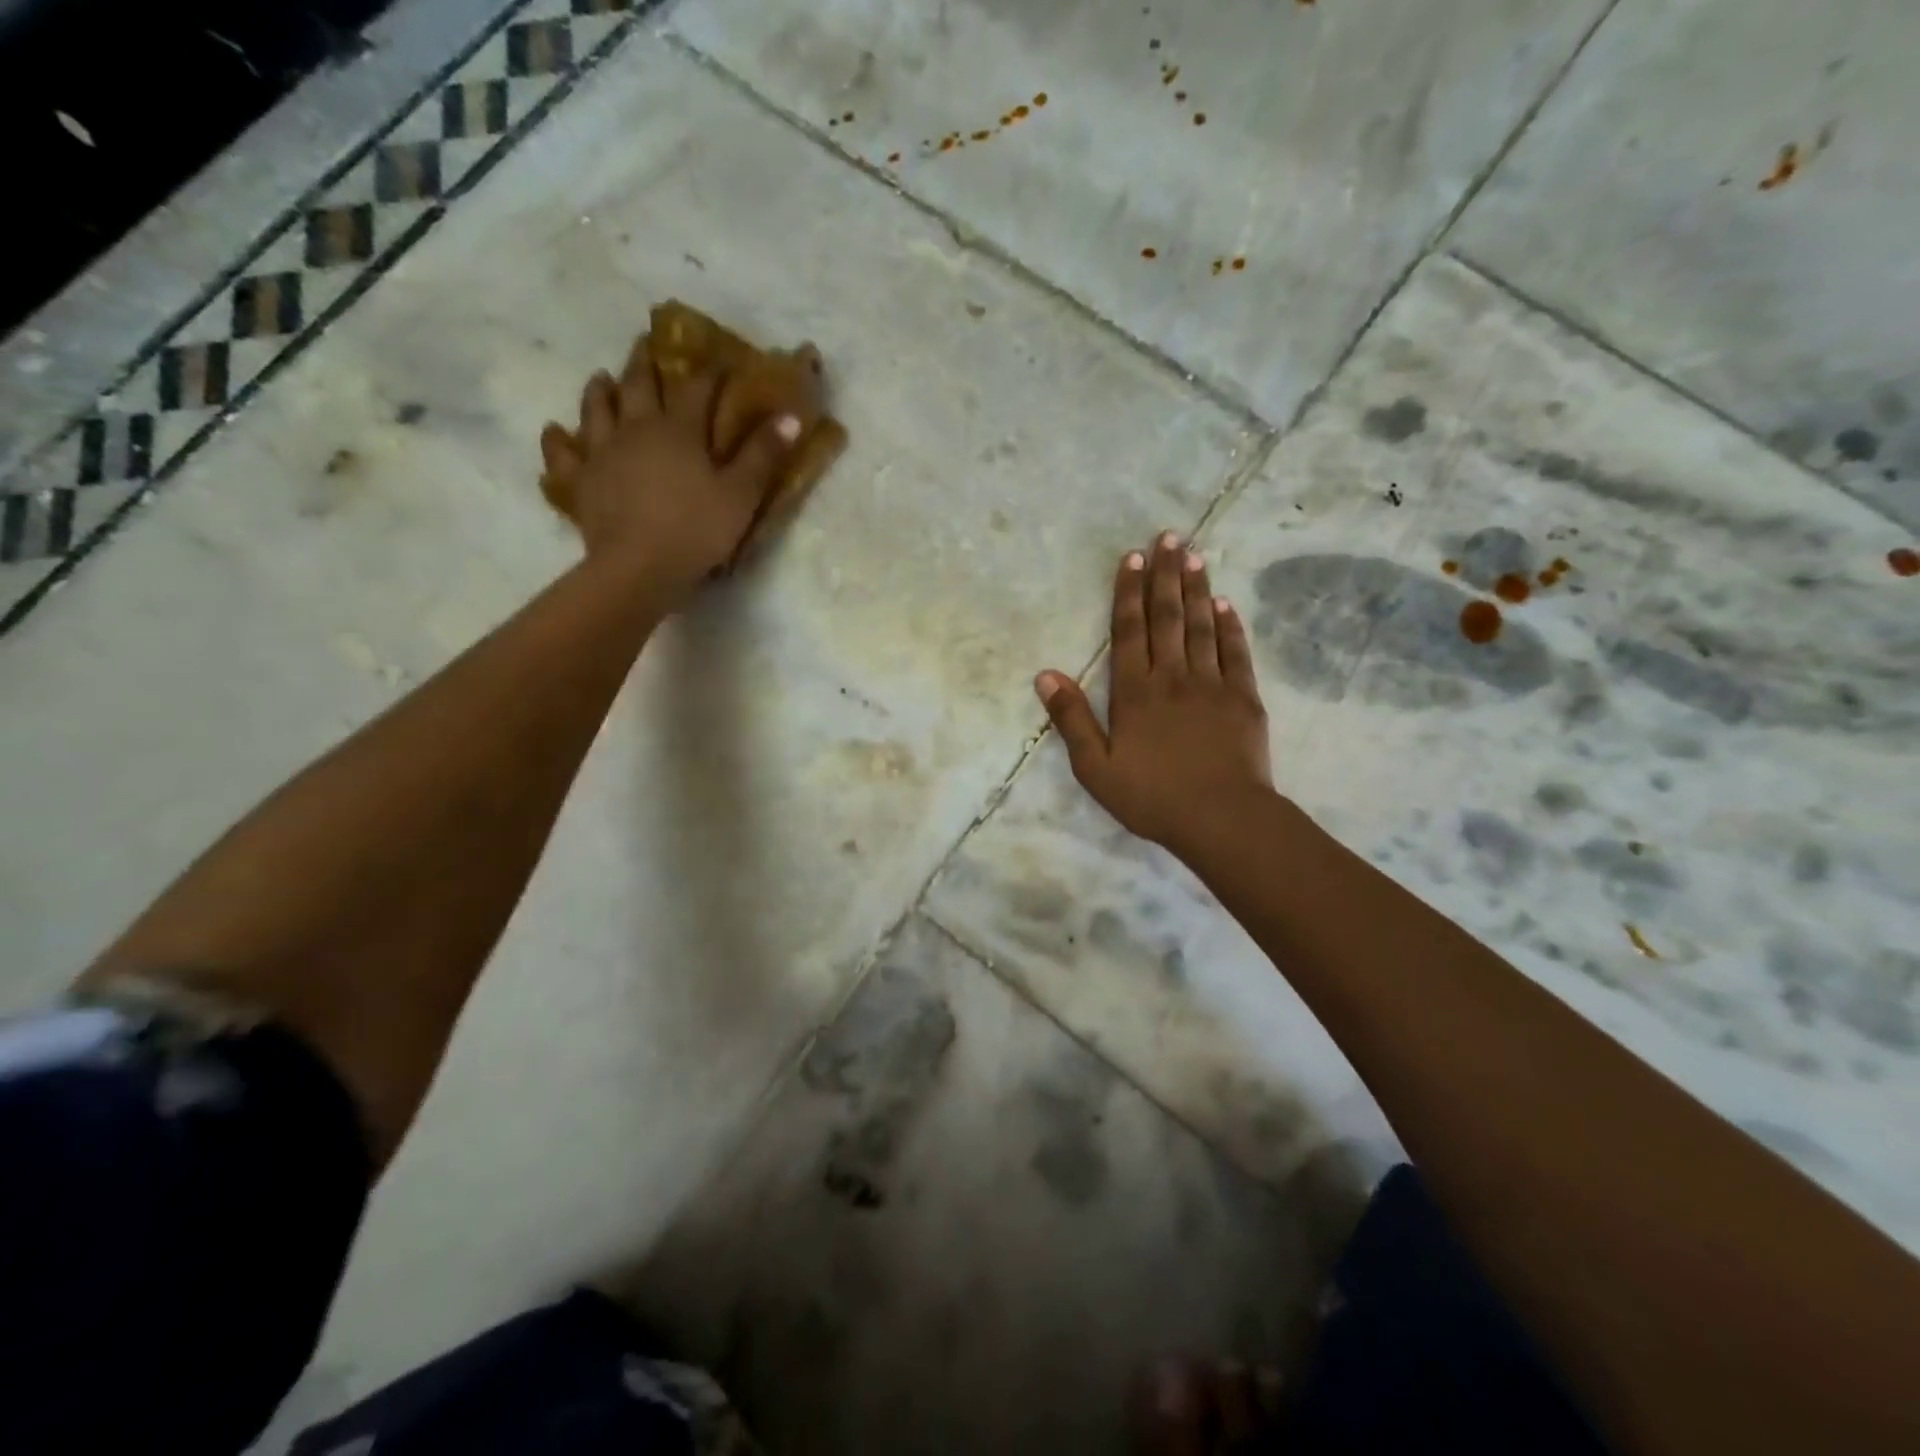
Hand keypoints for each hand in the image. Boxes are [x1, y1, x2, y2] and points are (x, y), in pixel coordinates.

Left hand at [539, 363, 798, 603]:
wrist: (638, 566)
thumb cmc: (696, 529)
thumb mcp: (740, 495)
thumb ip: (763, 455)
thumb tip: (789, 416)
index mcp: (679, 430)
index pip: (697, 390)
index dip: (709, 373)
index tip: (718, 360)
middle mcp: (636, 429)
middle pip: (639, 387)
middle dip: (645, 365)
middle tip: (645, 346)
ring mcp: (602, 452)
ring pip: (597, 410)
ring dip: (600, 391)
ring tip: (602, 379)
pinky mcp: (580, 481)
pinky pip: (564, 455)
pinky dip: (559, 441)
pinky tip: (556, 432)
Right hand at [1035, 532, 1272, 856]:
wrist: (1221, 818)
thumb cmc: (1151, 797)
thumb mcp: (1095, 767)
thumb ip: (1071, 719)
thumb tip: (1045, 675)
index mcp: (1134, 692)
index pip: (1129, 630)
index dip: (1129, 592)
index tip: (1133, 557)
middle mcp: (1172, 676)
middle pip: (1167, 617)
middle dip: (1166, 575)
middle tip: (1170, 537)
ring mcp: (1211, 684)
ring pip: (1202, 626)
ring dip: (1197, 589)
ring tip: (1196, 555)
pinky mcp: (1243, 698)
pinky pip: (1235, 652)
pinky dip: (1230, 626)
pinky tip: (1226, 604)